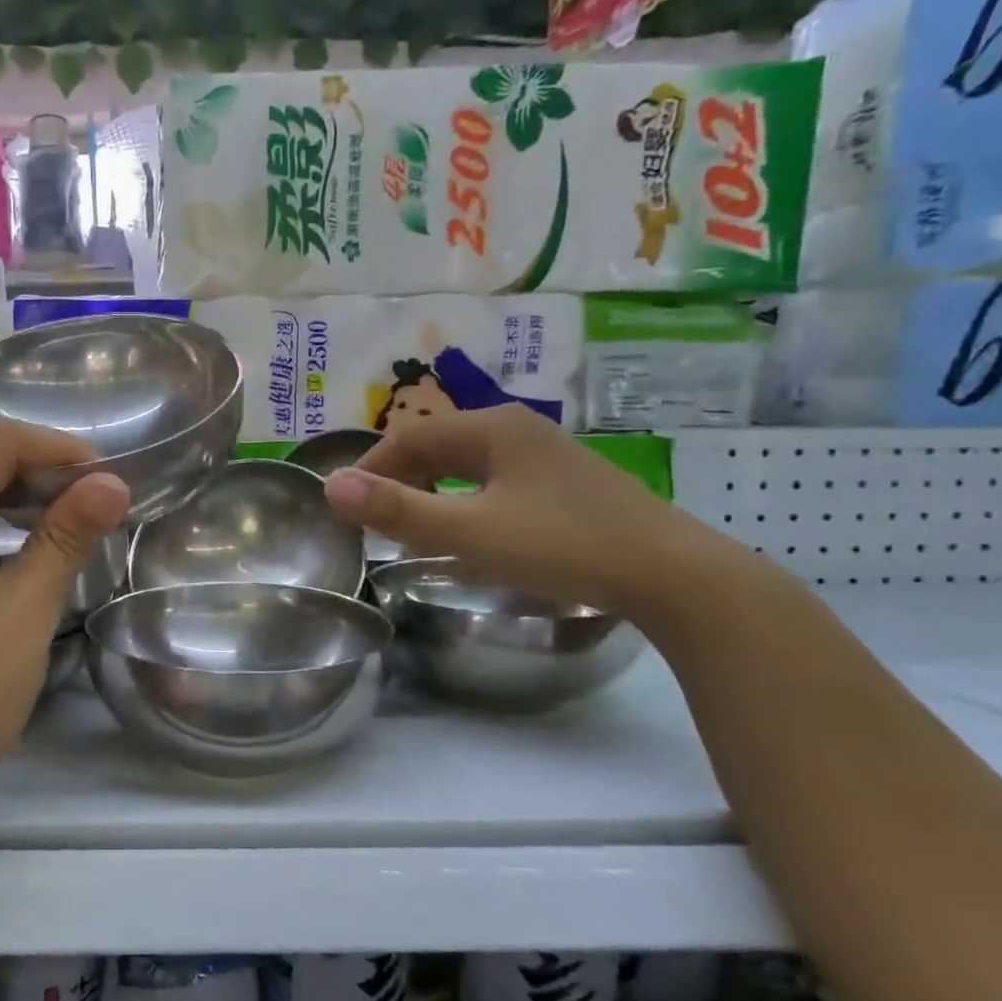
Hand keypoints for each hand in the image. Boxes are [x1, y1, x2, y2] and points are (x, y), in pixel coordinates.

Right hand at [322, 405, 748, 622]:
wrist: (671, 573)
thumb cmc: (560, 545)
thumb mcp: (468, 533)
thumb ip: (396, 510)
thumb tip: (330, 486)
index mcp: (491, 427)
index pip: (408, 436)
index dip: (370, 469)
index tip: (348, 508)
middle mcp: (517, 427)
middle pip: (437, 445)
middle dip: (400, 480)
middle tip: (376, 523)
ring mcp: (546, 453)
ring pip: (467, 463)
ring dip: (431, 490)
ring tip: (414, 527)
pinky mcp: (565, 481)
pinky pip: (494, 479)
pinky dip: (465, 499)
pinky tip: (470, 529)